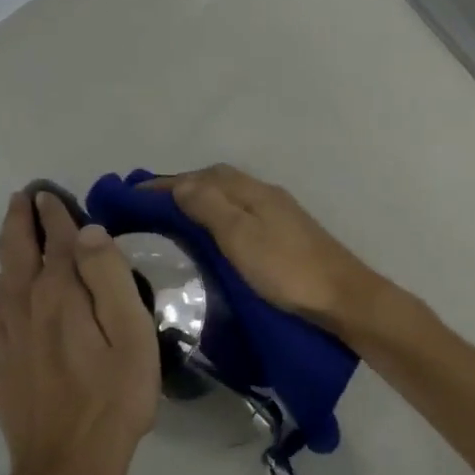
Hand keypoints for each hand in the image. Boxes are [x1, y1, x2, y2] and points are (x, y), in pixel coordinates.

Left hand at [0, 192, 159, 474]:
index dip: (54, 213)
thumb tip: (87, 232)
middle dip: (19, 220)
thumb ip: (108, 278)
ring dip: (8, 249)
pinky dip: (3, 286)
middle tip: (23, 198)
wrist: (66, 466)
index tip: (50, 193)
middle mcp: (25, 307)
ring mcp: (7, 338)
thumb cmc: (113, 398)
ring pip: (1, 280)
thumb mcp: (130, 334)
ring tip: (16, 233)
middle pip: (16, 252)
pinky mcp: (1, 365)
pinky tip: (9, 292)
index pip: (55, 240)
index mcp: (59, 295)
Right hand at [150, 165, 389, 333]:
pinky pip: (242, 215)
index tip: (131, 196)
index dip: (166, 183)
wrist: (343, 298)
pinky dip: (218, 218)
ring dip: (200, 202)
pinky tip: (211, 238)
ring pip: (231, 198)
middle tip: (148, 209)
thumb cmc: (287, 269)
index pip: (202, 176)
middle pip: (217, 181)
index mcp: (253, 192)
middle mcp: (265, 195)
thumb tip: (180, 184)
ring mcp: (279, 215)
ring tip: (172, 222)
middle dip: (181, 188)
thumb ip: (210, 206)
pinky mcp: (287, 236)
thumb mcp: (241, 236)